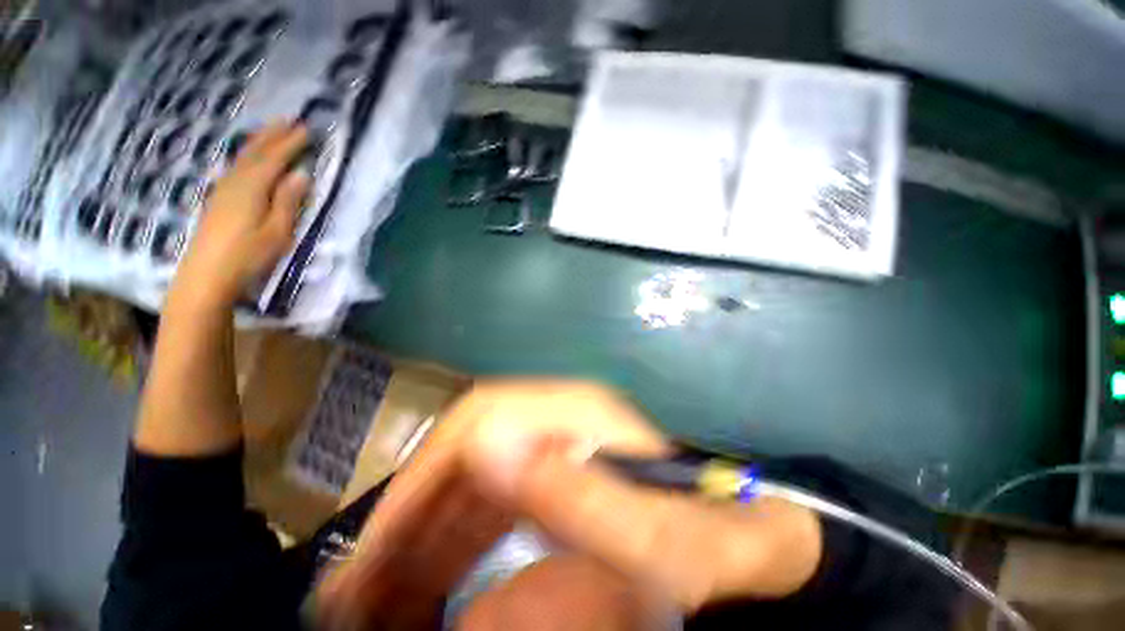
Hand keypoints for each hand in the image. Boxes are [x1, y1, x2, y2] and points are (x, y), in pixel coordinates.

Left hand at [170, 123, 309, 308]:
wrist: (206, 275)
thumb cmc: (248, 256)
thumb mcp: (278, 232)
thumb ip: (288, 201)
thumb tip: (301, 174)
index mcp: (252, 188)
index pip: (275, 159)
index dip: (291, 143)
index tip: (307, 129)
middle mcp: (235, 182)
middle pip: (255, 152)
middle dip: (273, 135)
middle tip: (289, 120)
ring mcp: (223, 190)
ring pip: (242, 158)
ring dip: (259, 142)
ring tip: (272, 130)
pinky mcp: (218, 199)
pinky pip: (236, 167)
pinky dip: (247, 156)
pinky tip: (250, 157)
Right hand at [313, 381, 823, 628]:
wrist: (747, 541)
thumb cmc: (701, 537)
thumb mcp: (647, 531)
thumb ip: (573, 492)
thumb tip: (486, 443)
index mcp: (569, 413)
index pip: (477, 420)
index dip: (422, 475)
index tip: (377, 548)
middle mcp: (554, 421)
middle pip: (465, 454)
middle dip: (408, 518)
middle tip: (357, 592)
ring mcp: (553, 449)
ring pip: (469, 483)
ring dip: (419, 539)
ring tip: (376, 602)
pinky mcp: (554, 480)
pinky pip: (486, 506)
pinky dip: (449, 545)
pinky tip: (426, 588)